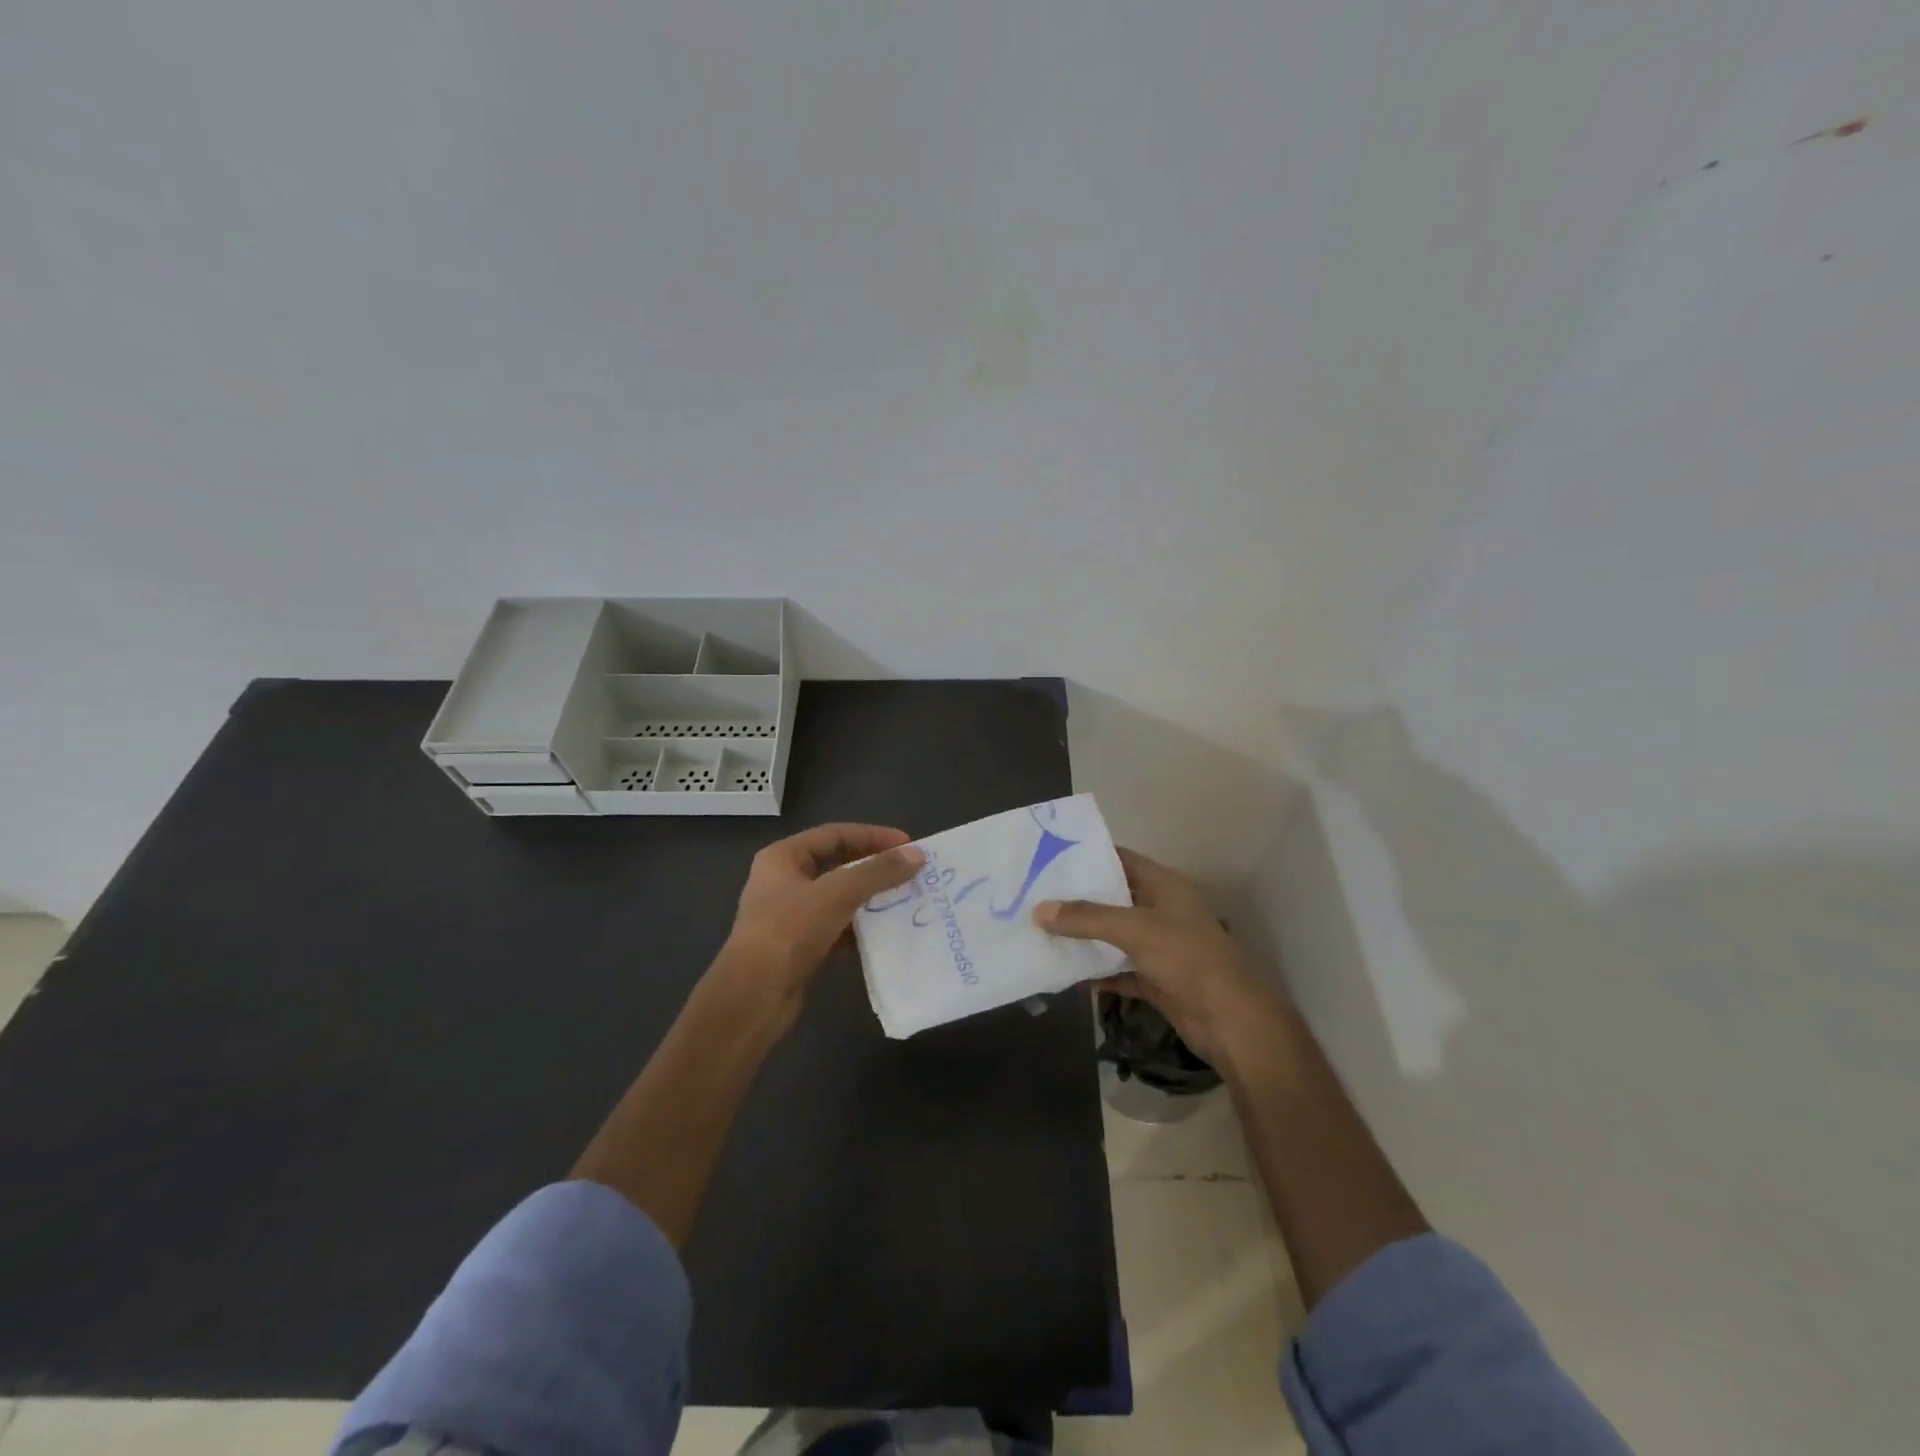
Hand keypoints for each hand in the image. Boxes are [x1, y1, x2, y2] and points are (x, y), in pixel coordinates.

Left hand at [717, 823, 926, 1024]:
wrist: (753, 998)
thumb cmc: (788, 932)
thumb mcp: (837, 894)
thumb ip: (878, 872)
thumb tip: (917, 855)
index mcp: (782, 858)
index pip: (834, 834)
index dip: (872, 836)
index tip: (907, 844)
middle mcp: (784, 882)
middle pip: (837, 865)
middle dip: (874, 868)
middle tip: (909, 872)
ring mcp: (790, 916)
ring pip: (839, 898)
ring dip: (869, 899)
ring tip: (905, 900)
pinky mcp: (799, 947)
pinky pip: (837, 928)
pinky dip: (860, 928)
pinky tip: (885, 933)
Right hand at [1034, 848, 1278, 1067]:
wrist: (1231, 1021)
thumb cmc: (1187, 958)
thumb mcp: (1135, 929)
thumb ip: (1087, 918)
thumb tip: (1039, 911)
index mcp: (1164, 886)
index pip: (1121, 859)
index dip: (1088, 857)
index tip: (1048, 858)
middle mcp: (1161, 911)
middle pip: (1112, 898)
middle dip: (1077, 899)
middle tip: (1034, 896)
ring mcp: (1159, 947)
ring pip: (1112, 936)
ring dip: (1083, 938)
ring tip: (1039, 932)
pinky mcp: (1155, 979)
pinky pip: (1117, 970)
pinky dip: (1095, 973)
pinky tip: (1063, 974)